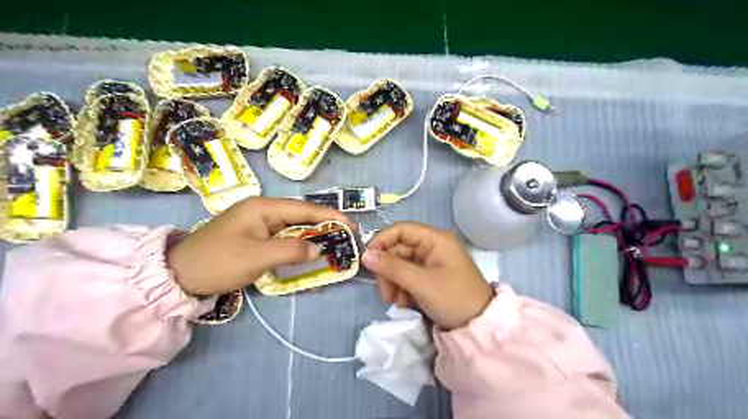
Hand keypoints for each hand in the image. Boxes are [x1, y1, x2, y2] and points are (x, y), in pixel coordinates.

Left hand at [168, 198, 353, 296]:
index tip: (351, 226)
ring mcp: (258, 223)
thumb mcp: (256, 257)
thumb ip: (291, 250)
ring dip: (313, 235)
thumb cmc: (218, 262)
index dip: (330, 216)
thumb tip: (318, 249)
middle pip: (301, 215)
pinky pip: (284, 237)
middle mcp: (263, 210)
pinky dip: (299, 244)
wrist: (179, 275)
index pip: (305, 209)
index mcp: (263, 207)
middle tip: (346, 238)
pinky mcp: (255, 236)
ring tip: (334, 244)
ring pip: (294, 226)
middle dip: (325, 225)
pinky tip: (309, 252)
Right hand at [361, 223, 495, 330]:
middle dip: (388, 270)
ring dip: (393, 282)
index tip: (368, 260)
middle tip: (385, 294)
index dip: (382, 241)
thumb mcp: (421, 283)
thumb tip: (365, 255)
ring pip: (401, 264)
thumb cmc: (453, 298)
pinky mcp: (430, 276)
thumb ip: (392, 267)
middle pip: (398, 249)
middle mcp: (432, 246)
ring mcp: (431, 261)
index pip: (401, 230)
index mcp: (435, 239)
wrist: (479, 325)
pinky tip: (403, 303)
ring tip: (394, 301)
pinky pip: (408, 275)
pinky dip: (402, 287)